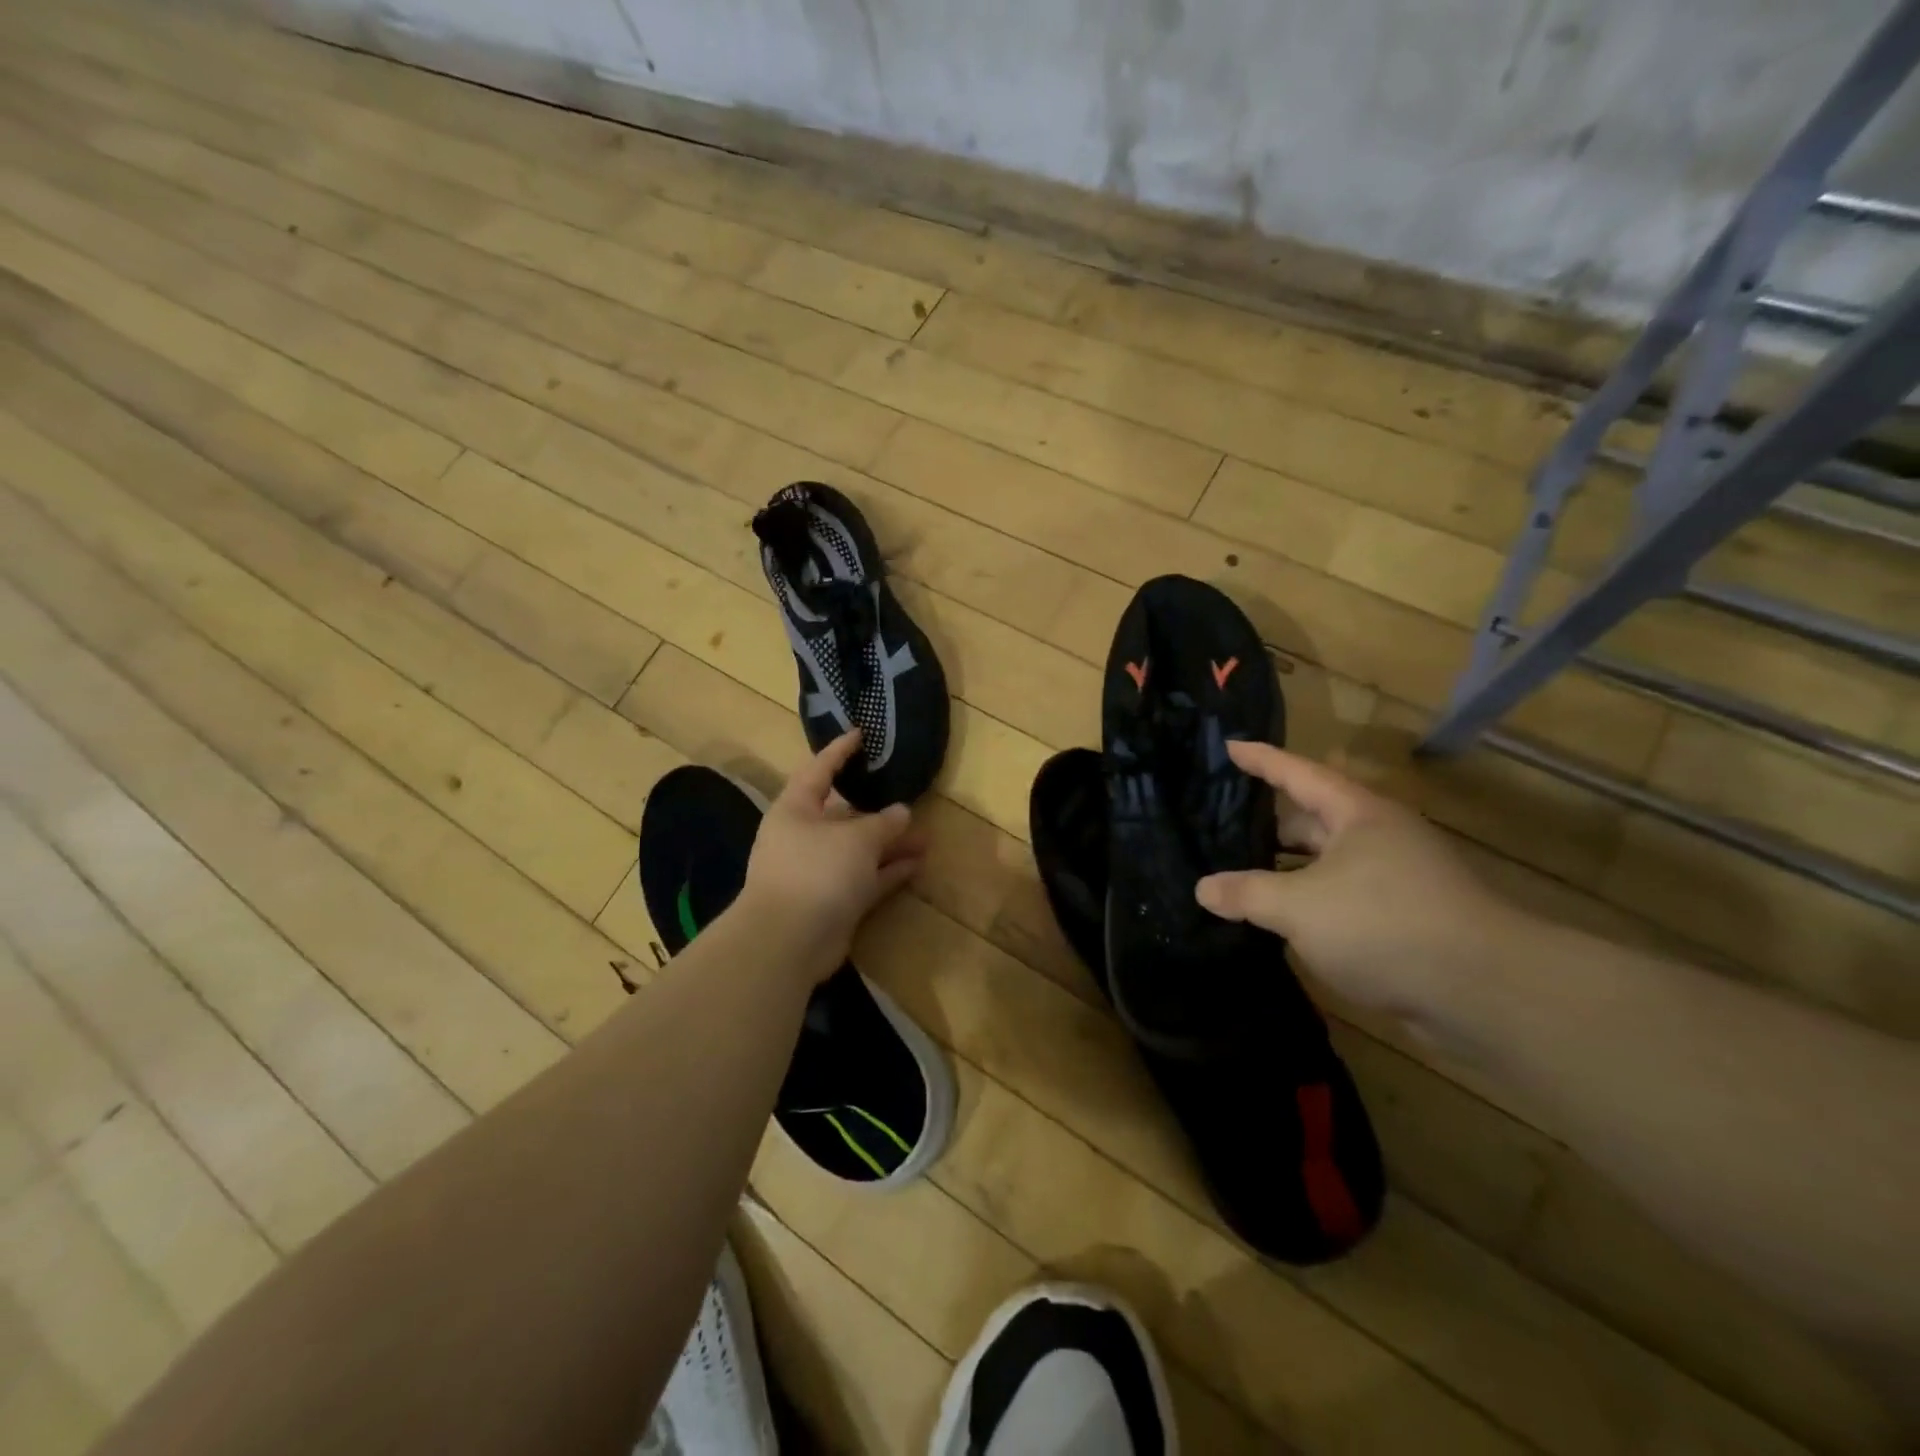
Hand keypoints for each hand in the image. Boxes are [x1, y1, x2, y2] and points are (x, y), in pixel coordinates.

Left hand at [737, 731, 926, 980]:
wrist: (788, 941)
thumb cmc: (816, 871)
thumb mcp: (856, 839)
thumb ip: (884, 823)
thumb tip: (903, 812)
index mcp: (796, 809)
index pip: (820, 770)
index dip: (840, 751)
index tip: (861, 734)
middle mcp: (804, 837)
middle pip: (844, 814)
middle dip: (878, 809)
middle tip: (909, 794)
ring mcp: (818, 871)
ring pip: (859, 850)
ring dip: (890, 844)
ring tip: (926, 836)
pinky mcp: (832, 901)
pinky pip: (864, 878)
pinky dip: (887, 872)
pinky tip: (916, 864)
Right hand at [1194, 742, 1522, 1026]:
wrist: (1486, 993)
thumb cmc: (1384, 925)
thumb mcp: (1300, 906)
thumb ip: (1247, 893)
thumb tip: (1203, 888)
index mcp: (1357, 815)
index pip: (1298, 774)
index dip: (1261, 760)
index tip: (1228, 745)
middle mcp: (1378, 838)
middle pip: (1311, 818)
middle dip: (1267, 820)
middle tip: (1218, 820)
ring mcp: (1394, 879)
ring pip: (1325, 862)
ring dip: (1285, 867)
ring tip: (1237, 870)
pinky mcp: (1402, 919)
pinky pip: (1339, 898)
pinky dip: (1307, 902)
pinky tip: (1278, 919)